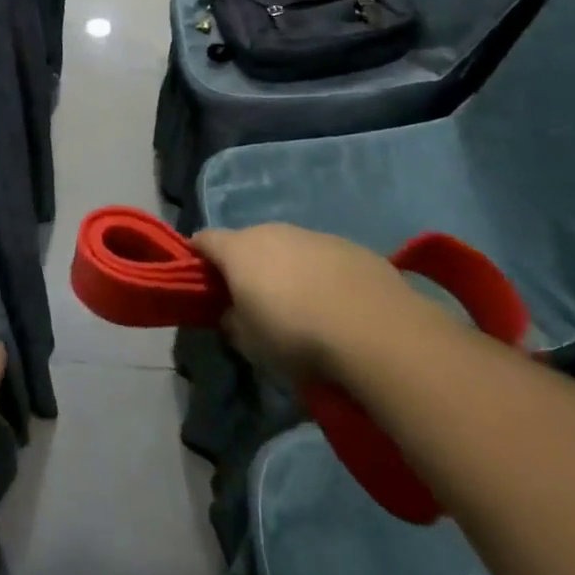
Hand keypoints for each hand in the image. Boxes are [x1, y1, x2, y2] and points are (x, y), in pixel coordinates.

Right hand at [194, 223, 422, 379]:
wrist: (376, 331)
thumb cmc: (295, 336)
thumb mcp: (250, 343)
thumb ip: (232, 322)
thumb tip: (232, 313)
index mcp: (237, 249)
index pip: (203, 240)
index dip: (198, 259)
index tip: (202, 282)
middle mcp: (271, 231)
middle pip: (247, 243)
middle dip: (246, 266)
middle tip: (255, 302)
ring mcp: (313, 235)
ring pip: (288, 248)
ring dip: (286, 270)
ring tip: (302, 308)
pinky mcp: (351, 247)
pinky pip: (323, 258)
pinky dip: (321, 276)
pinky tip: (337, 307)